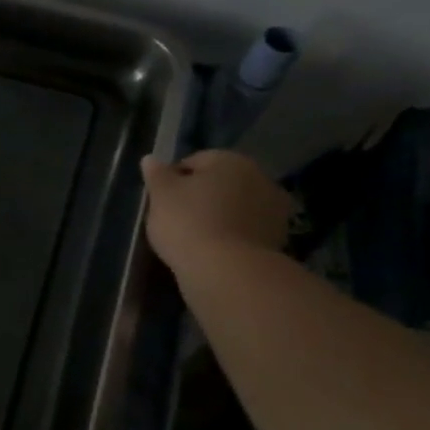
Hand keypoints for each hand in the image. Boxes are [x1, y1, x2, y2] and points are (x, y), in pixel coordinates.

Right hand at [140, 150, 292, 272]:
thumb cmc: (187, 222)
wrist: (227, 270)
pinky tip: (214, 249)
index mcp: (230, 161)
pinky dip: (232, 234)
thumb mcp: (160, 195)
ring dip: (219, 214)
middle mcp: (260, 177)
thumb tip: (151, 159)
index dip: (173, 179)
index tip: (161, 199)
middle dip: (201, 195)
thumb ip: (156, 174)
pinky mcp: (279, 237)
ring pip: (235, 206)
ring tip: (195, 236)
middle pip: (220, 183)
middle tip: (176, 217)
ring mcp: (275, 209)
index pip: (195, 161)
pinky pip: (246, 229)